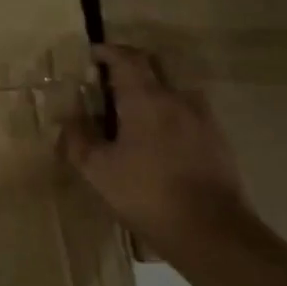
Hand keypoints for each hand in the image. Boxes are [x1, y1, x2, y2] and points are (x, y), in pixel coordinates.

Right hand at [62, 43, 251, 256]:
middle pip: (153, 65)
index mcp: (145, 98)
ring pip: (173, 88)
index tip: (90, 55)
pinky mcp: (218, 139)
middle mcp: (176, 98)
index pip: (125, 58)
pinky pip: (188, 112)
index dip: (106, 52)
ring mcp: (202, 118)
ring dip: (152, 90)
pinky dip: (169, 113)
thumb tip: (69, 118)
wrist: (213, 233)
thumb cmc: (147, 195)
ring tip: (134, 113)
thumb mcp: (98, 171)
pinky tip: (159, 139)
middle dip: (129, 66)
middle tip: (108, 82)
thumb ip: (78, 139)